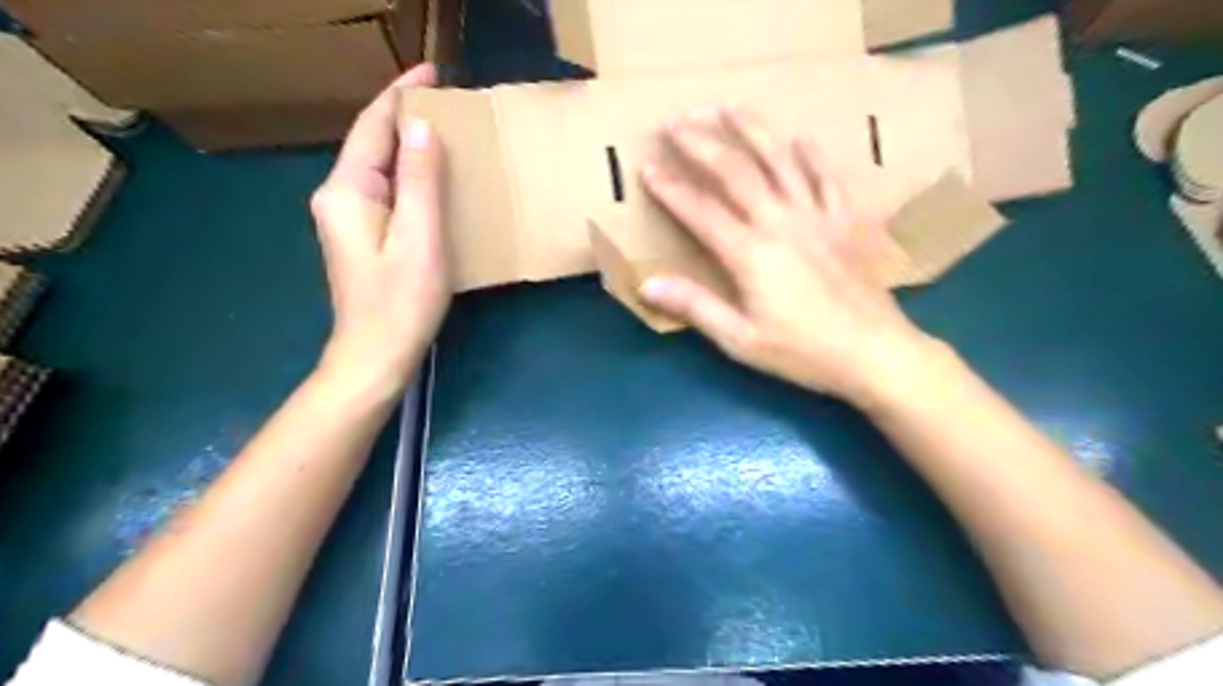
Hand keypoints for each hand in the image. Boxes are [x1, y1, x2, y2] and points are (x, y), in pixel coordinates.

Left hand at [311, 66, 448, 397]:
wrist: (375, 355)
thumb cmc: (401, 301)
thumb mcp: (419, 239)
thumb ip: (419, 181)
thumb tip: (421, 126)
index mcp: (347, 191)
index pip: (372, 127)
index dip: (400, 95)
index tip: (433, 72)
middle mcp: (338, 196)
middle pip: (371, 143)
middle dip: (404, 116)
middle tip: (449, 101)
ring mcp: (347, 218)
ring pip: (379, 167)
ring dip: (408, 145)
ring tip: (446, 131)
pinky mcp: (361, 236)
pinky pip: (386, 190)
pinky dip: (409, 174)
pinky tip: (433, 176)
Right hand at [643, 104, 939, 406]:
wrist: (875, 353)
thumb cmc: (803, 352)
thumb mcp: (740, 339)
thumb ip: (695, 306)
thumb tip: (647, 285)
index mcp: (751, 254)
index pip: (701, 211)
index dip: (671, 189)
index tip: (648, 167)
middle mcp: (781, 223)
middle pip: (736, 173)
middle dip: (702, 144)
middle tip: (676, 121)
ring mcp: (817, 217)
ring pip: (781, 162)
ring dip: (753, 131)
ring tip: (730, 106)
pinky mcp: (846, 222)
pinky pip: (829, 179)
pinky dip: (814, 156)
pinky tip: (803, 138)